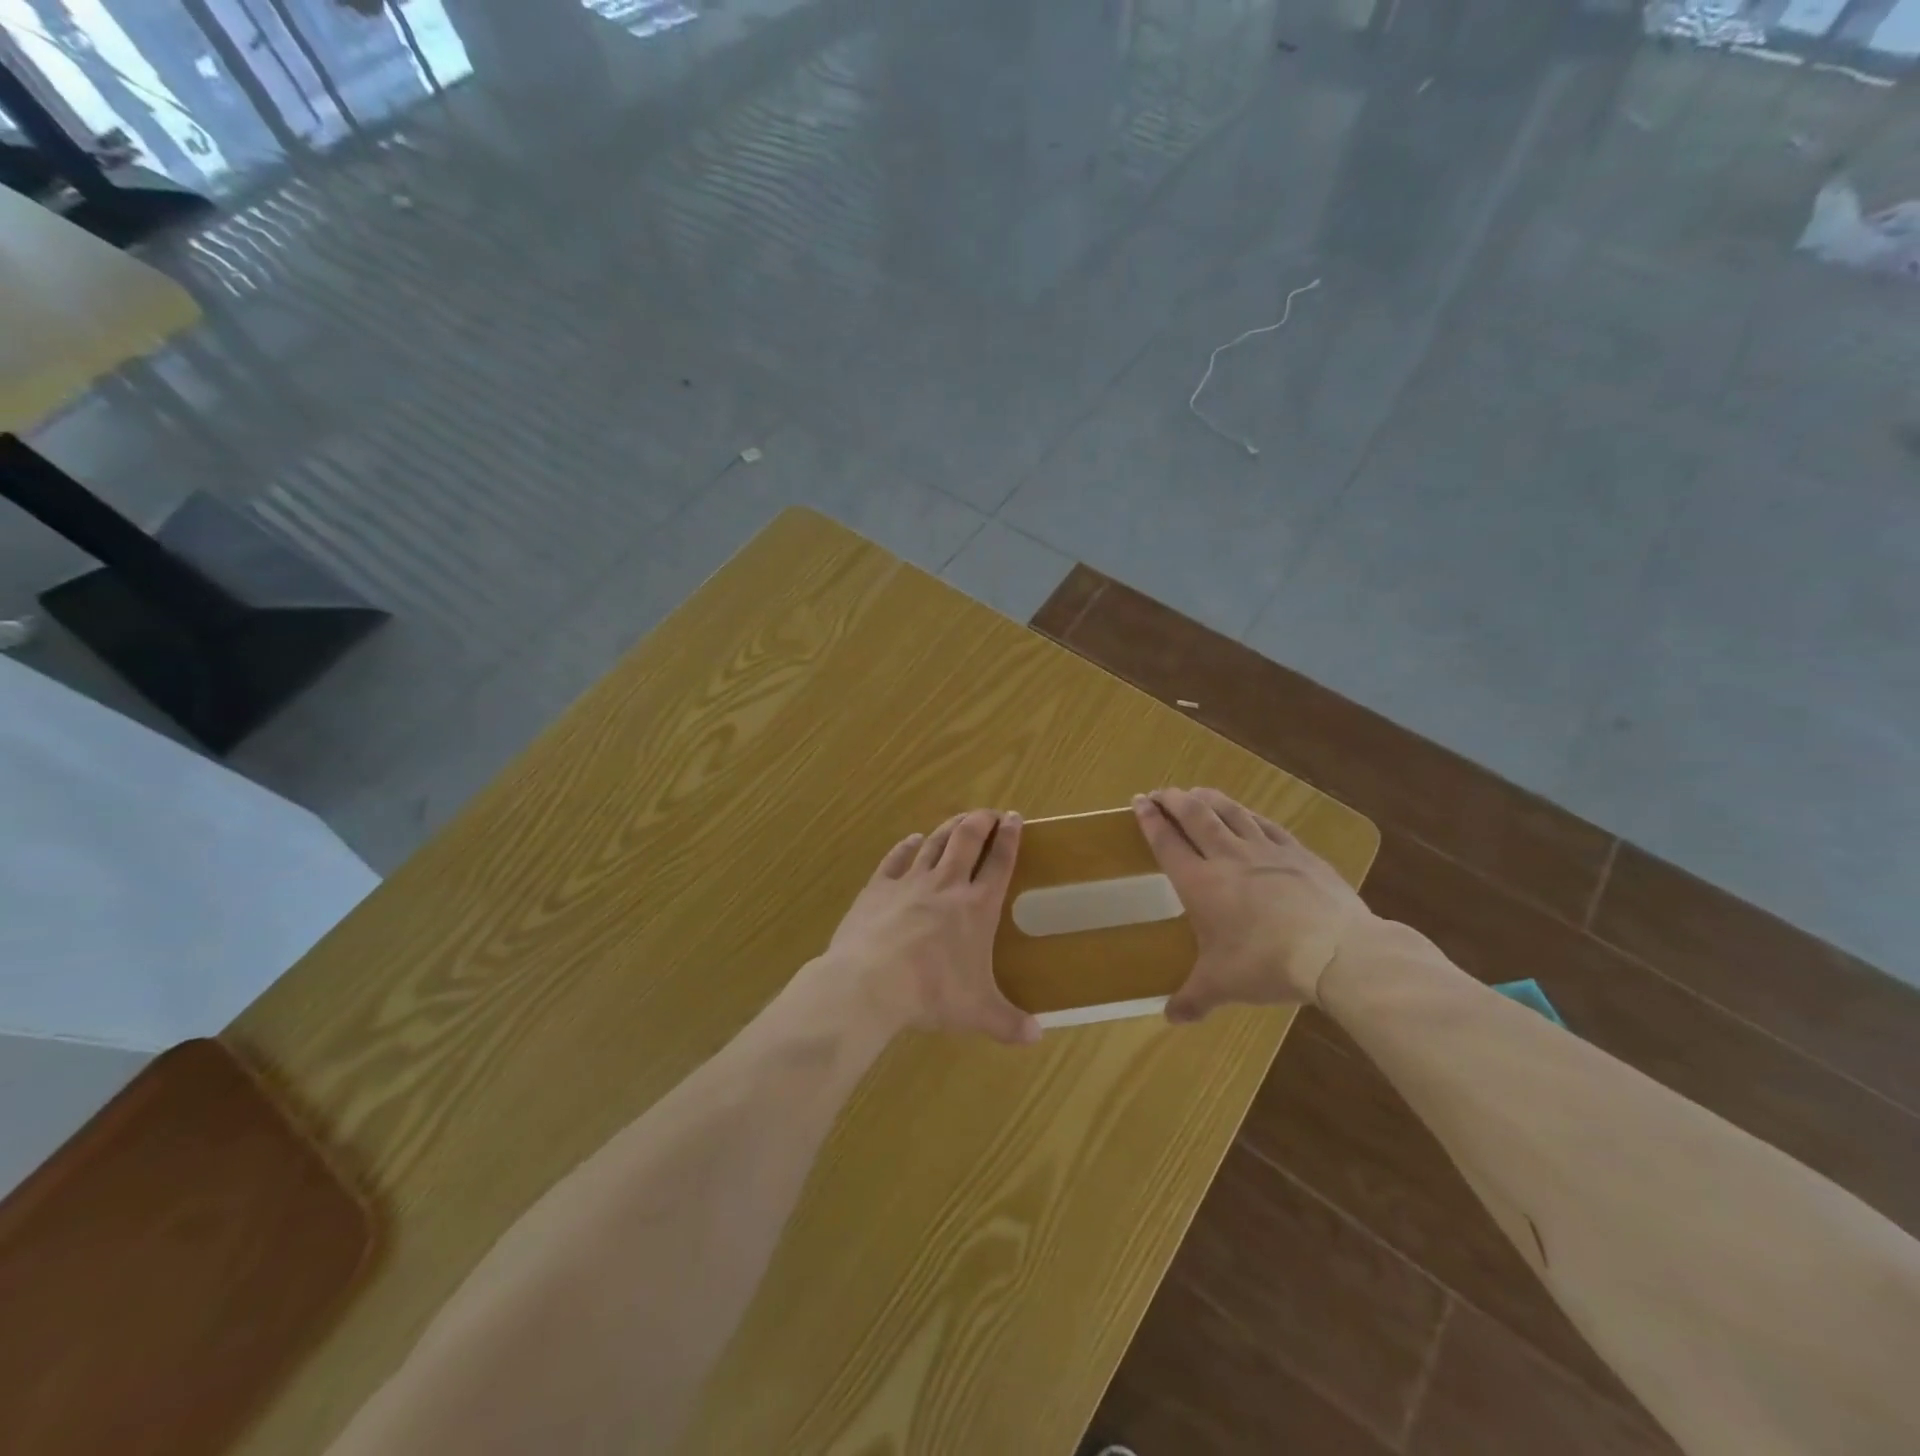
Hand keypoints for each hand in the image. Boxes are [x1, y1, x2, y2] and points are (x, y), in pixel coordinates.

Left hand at [819, 809, 1040, 1045]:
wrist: (871, 982)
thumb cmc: (932, 993)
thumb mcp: (977, 1013)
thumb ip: (1009, 1022)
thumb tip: (1037, 1037)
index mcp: (977, 907)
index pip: (1000, 863)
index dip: (1010, 838)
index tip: (1015, 818)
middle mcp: (947, 885)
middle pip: (967, 839)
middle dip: (981, 821)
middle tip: (989, 813)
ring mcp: (910, 882)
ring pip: (934, 843)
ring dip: (949, 828)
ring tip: (958, 821)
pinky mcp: (878, 887)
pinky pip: (896, 858)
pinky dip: (906, 846)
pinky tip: (912, 840)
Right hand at [1133, 787, 1371, 1020]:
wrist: (1335, 950)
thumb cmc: (1266, 964)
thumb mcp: (1223, 985)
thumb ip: (1193, 998)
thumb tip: (1170, 1018)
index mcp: (1200, 883)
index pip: (1167, 842)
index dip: (1150, 820)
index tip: (1139, 801)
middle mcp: (1227, 857)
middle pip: (1195, 816)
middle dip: (1174, 800)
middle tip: (1162, 792)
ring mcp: (1266, 851)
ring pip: (1230, 813)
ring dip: (1208, 799)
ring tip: (1196, 792)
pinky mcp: (1298, 853)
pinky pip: (1266, 824)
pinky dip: (1248, 814)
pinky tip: (1246, 814)